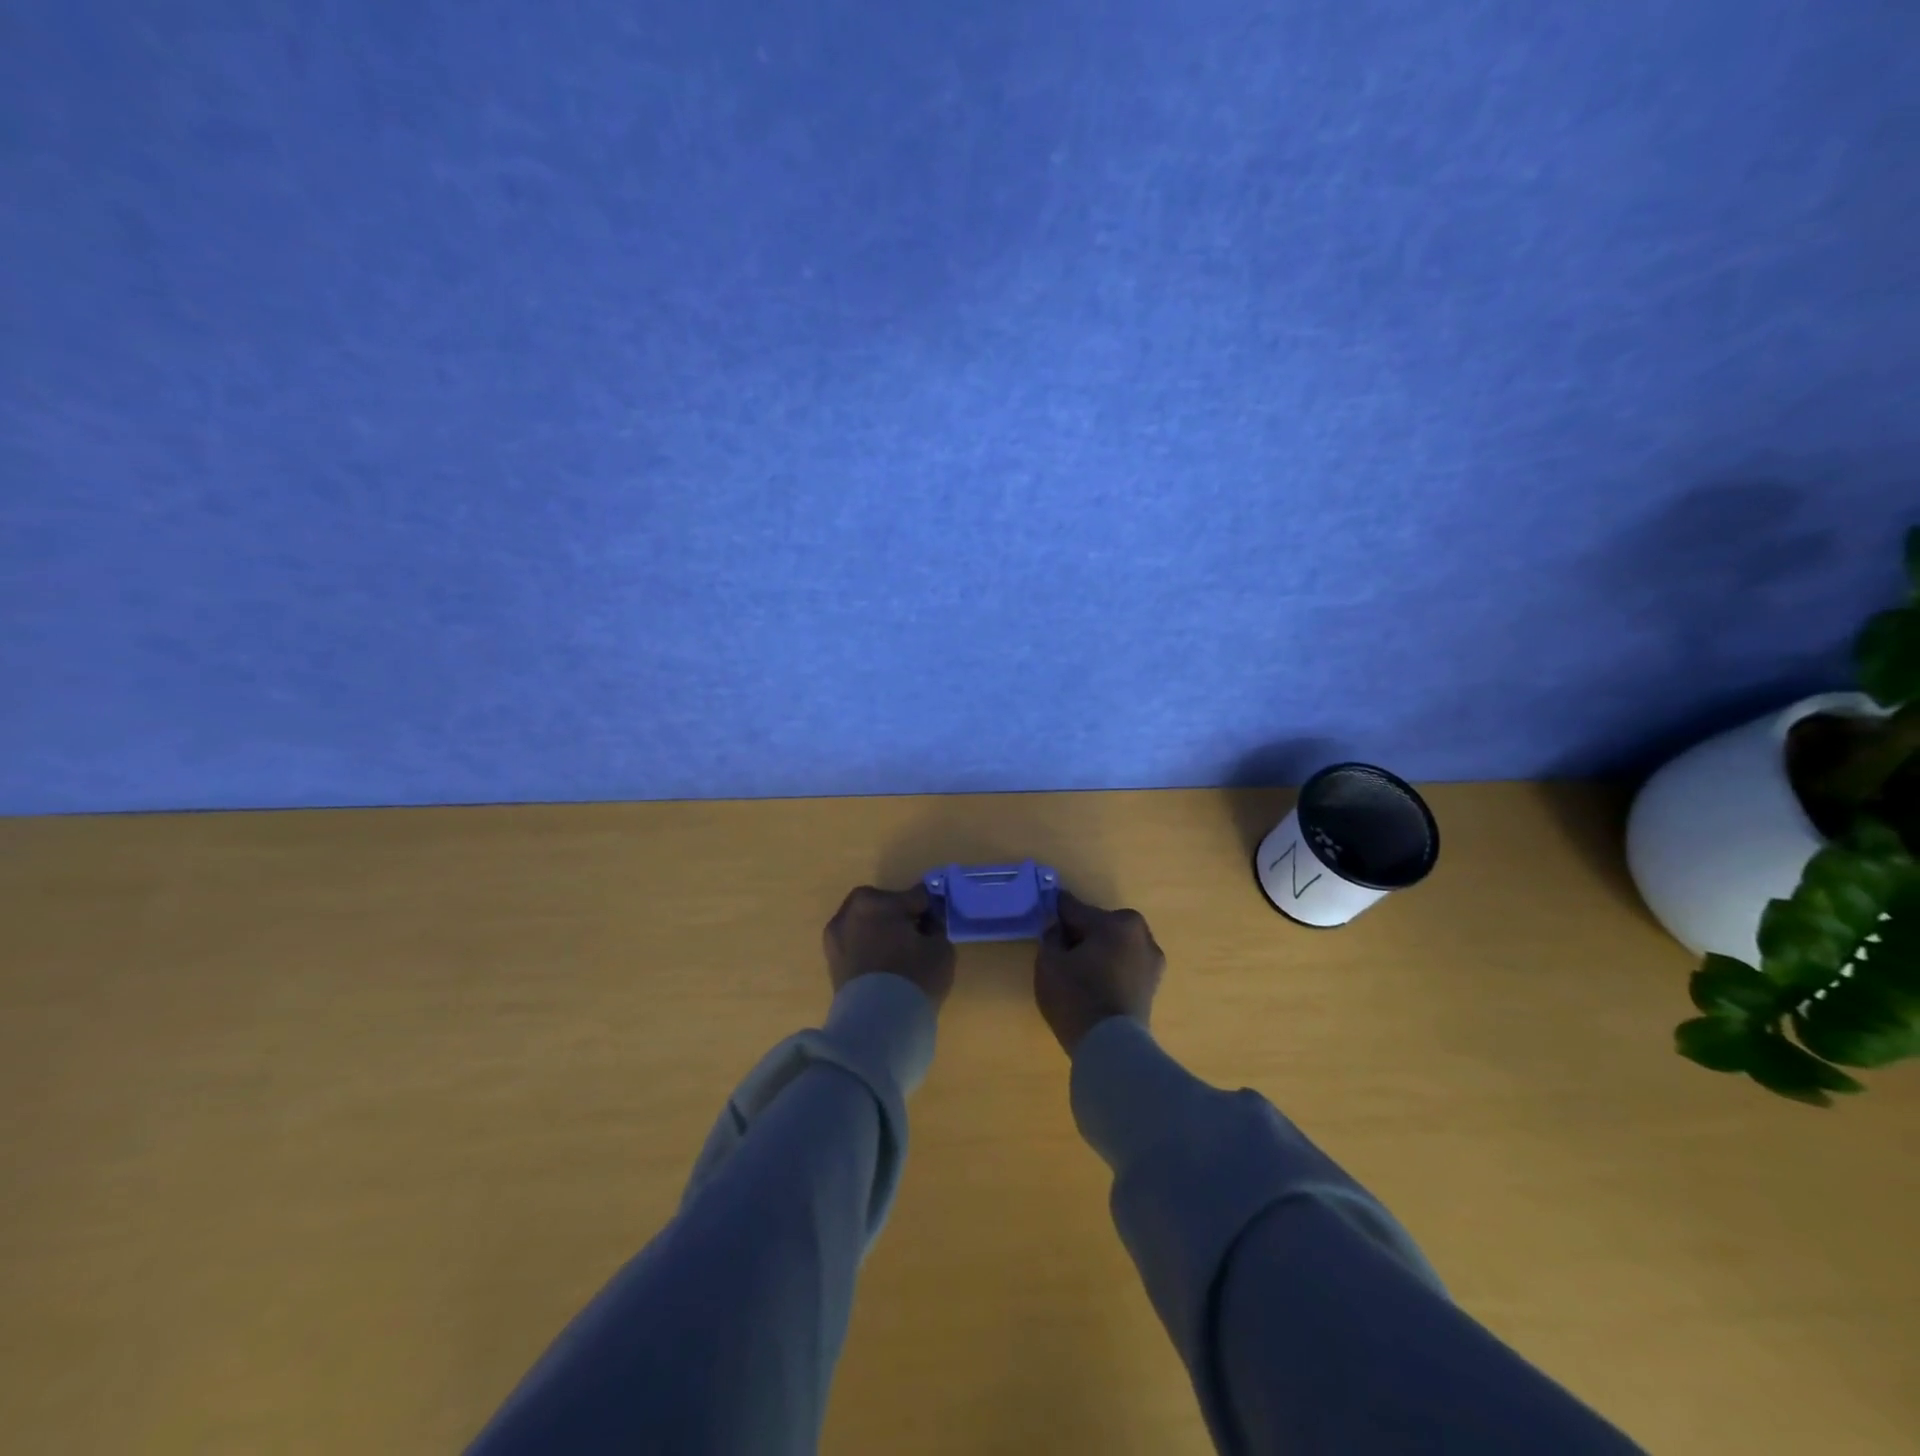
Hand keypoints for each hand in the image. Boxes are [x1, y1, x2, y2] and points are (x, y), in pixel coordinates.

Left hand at [823, 884, 956, 1006]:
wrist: (877, 1025)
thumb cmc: (913, 977)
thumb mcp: (941, 947)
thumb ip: (935, 927)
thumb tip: (927, 924)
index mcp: (875, 901)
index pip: (915, 897)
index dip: (930, 911)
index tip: (938, 925)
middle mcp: (849, 912)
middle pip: (885, 907)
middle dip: (901, 918)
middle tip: (918, 939)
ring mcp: (835, 937)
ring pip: (868, 926)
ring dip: (883, 934)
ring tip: (901, 956)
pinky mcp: (831, 962)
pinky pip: (857, 946)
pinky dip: (870, 950)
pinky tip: (885, 968)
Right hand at [1033, 890, 1165, 1056]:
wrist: (1110, 1047)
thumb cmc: (1076, 996)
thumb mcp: (1049, 961)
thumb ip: (1051, 935)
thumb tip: (1059, 929)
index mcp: (1117, 922)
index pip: (1076, 910)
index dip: (1056, 914)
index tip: (1044, 915)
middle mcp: (1141, 934)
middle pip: (1099, 926)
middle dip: (1081, 935)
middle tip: (1060, 952)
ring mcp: (1152, 960)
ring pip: (1114, 946)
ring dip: (1098, 952)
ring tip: (1077, 972)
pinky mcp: (1153, 985)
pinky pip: (1124, 966)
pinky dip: (1110, 969)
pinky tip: (1093, 985)